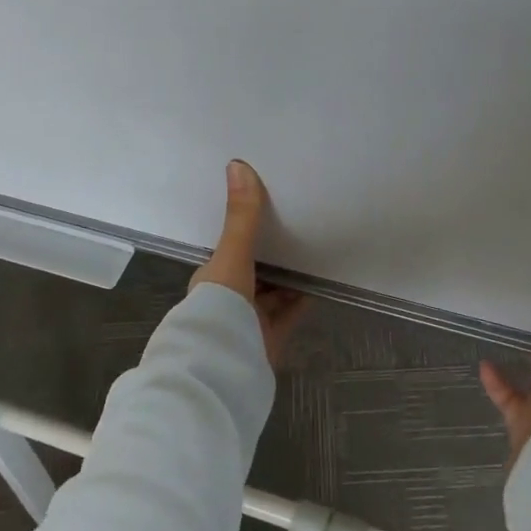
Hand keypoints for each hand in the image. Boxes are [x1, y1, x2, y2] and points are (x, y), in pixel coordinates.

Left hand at [190, 159, 308, 367]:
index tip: (266, 210)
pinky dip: (302, 299)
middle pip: (252, 271)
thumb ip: (241, 216)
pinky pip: (289, 313)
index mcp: (211, 279)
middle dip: (271, 254)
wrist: (224, 365)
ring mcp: (248, 322)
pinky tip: (319, 281)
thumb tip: (237, 164)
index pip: (229, 250)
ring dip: (287, 276)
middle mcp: (226, 300)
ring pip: (271, 293)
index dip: (245, 232)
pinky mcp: (269, 340)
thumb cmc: (220, 305)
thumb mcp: (232, 254)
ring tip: (312, 247)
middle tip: (296, 223)